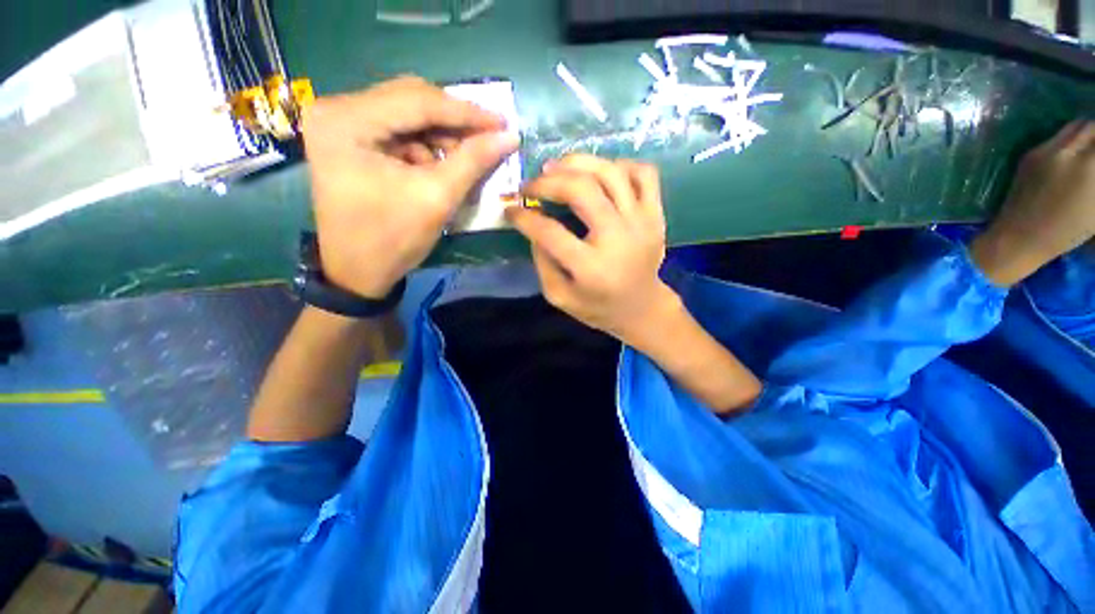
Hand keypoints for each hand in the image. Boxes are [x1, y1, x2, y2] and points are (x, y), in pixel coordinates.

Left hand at [303, 76, 518, 297]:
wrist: (357, 271)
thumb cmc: (393, 239)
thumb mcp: (437, 198)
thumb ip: (473, 161)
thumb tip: (510, 136)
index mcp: (347, 120)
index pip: (418, 101)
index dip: (467, 112)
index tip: (503, 123)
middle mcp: (336, 108)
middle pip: (410, 98)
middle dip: (455, 121)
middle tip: (490, 136)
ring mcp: (339, 121)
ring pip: (407, 112)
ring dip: (442, 134)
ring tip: (468, 157)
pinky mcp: (349, 137)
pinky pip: (399, 129)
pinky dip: (427, 144)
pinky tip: (441, 164)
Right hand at [506, 155, 680, 345]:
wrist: (642, 308)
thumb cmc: (598, 307)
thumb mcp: (560, 296)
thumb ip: (542, 263)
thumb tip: (532, 226)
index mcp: (591, 267)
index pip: (550, 232)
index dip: (524, 217)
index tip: (510, 210)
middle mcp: (619, 239)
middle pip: (582, 190)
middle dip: (548, 181)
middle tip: (531, 184)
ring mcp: (642, 223)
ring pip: (611, 172)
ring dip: (579, 163)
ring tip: (558, 168)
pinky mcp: (656, 215)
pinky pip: (644, 174)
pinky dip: (619, 166)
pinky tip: (600, 175)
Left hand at [972, 121, 1094, 286]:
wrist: (1019, 237)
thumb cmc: (1066, 231)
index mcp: (1088, 164)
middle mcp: (1066, 150)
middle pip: (1091, 125)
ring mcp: (1044, 150)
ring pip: (1074, 126)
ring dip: (1086, 133)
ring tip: (1090, 148)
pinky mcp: (1029, 154)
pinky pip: (1056, 137)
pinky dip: (1070, 140)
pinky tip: (1073, 155)